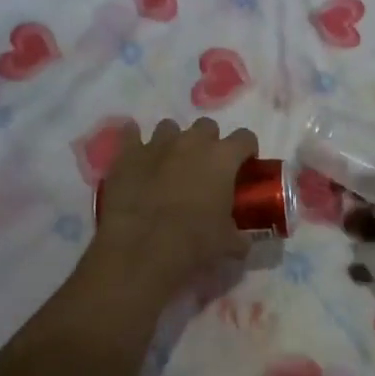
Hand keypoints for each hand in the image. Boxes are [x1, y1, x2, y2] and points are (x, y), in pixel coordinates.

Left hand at [90, 118, 259, 293]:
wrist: (142, 248)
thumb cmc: (194, 243)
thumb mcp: (227, 244)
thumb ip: (238, 236)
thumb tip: (241, 241)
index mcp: (222, 158)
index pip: (245, 138)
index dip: (246, 150)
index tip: (244, 165)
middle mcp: (192, 142)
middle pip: (206, 127)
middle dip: (208, 142)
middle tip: (205, 168)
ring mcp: (157, 144)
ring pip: (170, 127)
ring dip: (174, 141)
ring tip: (170, 164)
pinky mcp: (127, 154)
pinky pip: (130, 134)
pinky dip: (134, 139)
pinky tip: (136, 152)